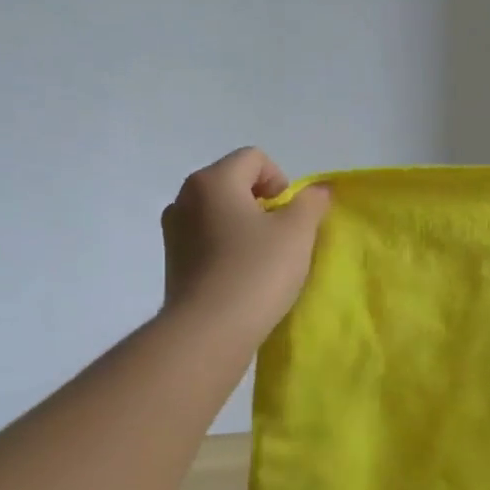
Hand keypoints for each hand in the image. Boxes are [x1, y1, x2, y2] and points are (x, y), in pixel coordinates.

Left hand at [161, 147, 330, 340]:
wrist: (209, 331)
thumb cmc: (257, 271)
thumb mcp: (298, 232)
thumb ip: (311, 203)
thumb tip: (318, 190)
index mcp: (213, 181)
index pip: (254, 158)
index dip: (281, 180)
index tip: (289, 215)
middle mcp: (185, 198)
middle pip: (234, 182)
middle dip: (262, 203)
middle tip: (281, 236)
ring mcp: (173, 230)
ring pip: (219, 212)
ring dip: (244, 225)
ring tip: (262, 258)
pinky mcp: (172, 261)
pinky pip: (206, 238)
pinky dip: (226, 247)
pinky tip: (241, 275)